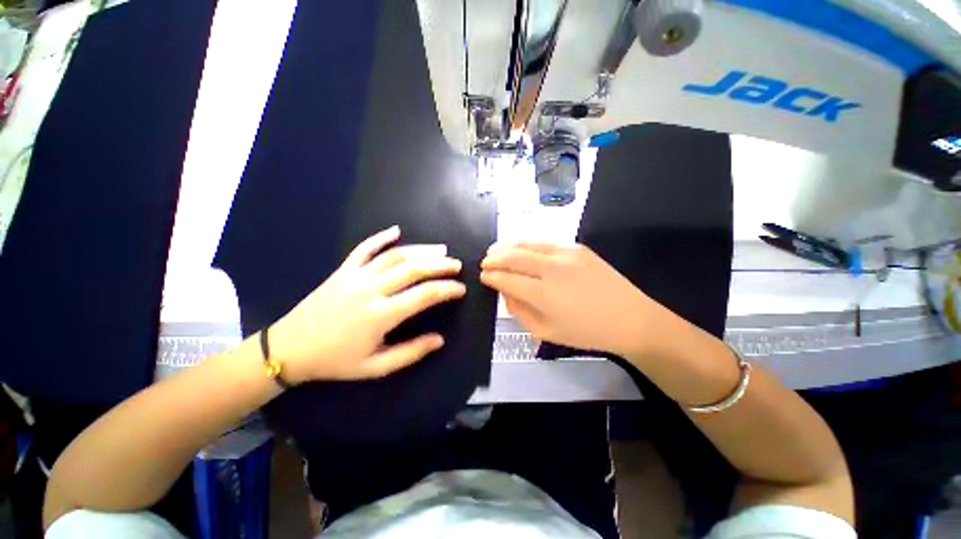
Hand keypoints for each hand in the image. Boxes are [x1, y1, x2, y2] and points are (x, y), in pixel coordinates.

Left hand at [269, 226, 465, 382]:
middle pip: (413, 269)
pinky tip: (396, 230)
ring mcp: (355, 276)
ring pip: (395, 256)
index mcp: (381, 315)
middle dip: (440, 265)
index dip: (447, 290)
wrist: (290, 349)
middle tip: (457, 265)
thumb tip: (439, 340)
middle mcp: (371, 290)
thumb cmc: (335, 361)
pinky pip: (364, 248)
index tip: (461, 289)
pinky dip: (381, 237)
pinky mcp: (342, 270)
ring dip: (421, 250)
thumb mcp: (376, 367)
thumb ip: (410, 353)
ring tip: (441, 249)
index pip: (424, 295)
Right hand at [481, 242, 656, 356]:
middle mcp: (551, 269)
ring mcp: (566, 254)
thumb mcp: (546, 332)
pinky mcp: (577, 247)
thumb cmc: (585, 332)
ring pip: (527, 244)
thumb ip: (519, 311)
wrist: (629, 318)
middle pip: (513, 257)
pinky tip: (520, 246)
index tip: (482, 276)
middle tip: (484, 261)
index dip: (491, 277)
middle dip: (494, 258)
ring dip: (507, 246)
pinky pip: (544, 242)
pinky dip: (527, 243)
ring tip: (495, 249)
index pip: (507, 280)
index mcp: (543, 295)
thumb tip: (504, 292)